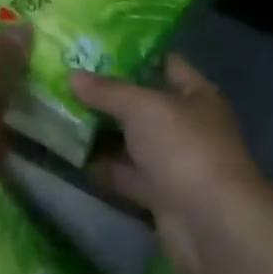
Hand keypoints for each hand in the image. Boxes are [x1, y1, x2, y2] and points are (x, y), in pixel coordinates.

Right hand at [70, 56, 272, 273]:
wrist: (212, 225)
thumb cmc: (184, 148)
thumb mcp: (142, 107)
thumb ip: (107, 91)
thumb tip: (72, 75)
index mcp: (196, 95)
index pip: (167, 64)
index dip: (135, 55)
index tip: (96, 48)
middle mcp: (188, 126)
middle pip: (145, 105)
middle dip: (109, 97)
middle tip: (67, 83)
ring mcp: (175, 163)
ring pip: (133, 142)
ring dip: (103, 134)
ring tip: (60, 116)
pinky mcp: (161, 196)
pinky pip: (127, 176)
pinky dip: (104, 169)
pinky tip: (72, 158)